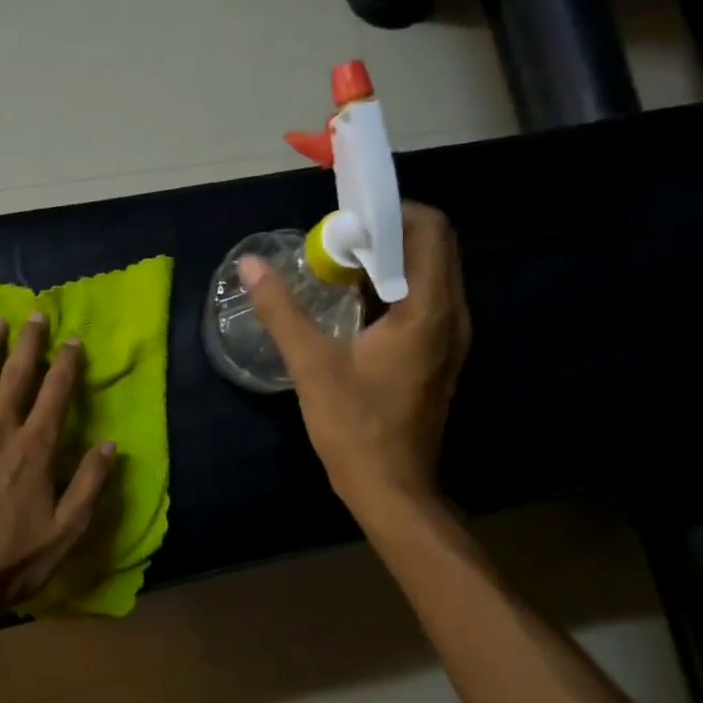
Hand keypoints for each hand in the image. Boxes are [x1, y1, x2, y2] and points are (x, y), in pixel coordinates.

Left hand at [0, 313, 116, 620]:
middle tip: (34, 315)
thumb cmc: (15, 558)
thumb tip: (110, 444)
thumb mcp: (68, 529)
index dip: (67, 364)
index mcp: (36, 448)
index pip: (56, 394)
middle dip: (28, 343)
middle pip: (17, 376)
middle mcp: (0, 430)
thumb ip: (90, 483)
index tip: (73, 340)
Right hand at [241, 201, 470, 518]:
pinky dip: (394, 289)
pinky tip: (354, 304)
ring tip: (339, 266)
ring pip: (429, 274)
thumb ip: (282, 310)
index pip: (429, 229)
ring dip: (389, 261)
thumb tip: (251, 265)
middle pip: (433, 247)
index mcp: (428, 310)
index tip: (346, 218)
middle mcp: (451, 316)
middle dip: (387, 232)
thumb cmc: (355, 428)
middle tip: (337, 239)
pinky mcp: (439, 356)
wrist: (392, 491)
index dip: (390, 211)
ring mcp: (450, 338)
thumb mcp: (312, 366)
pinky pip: (425, 301)